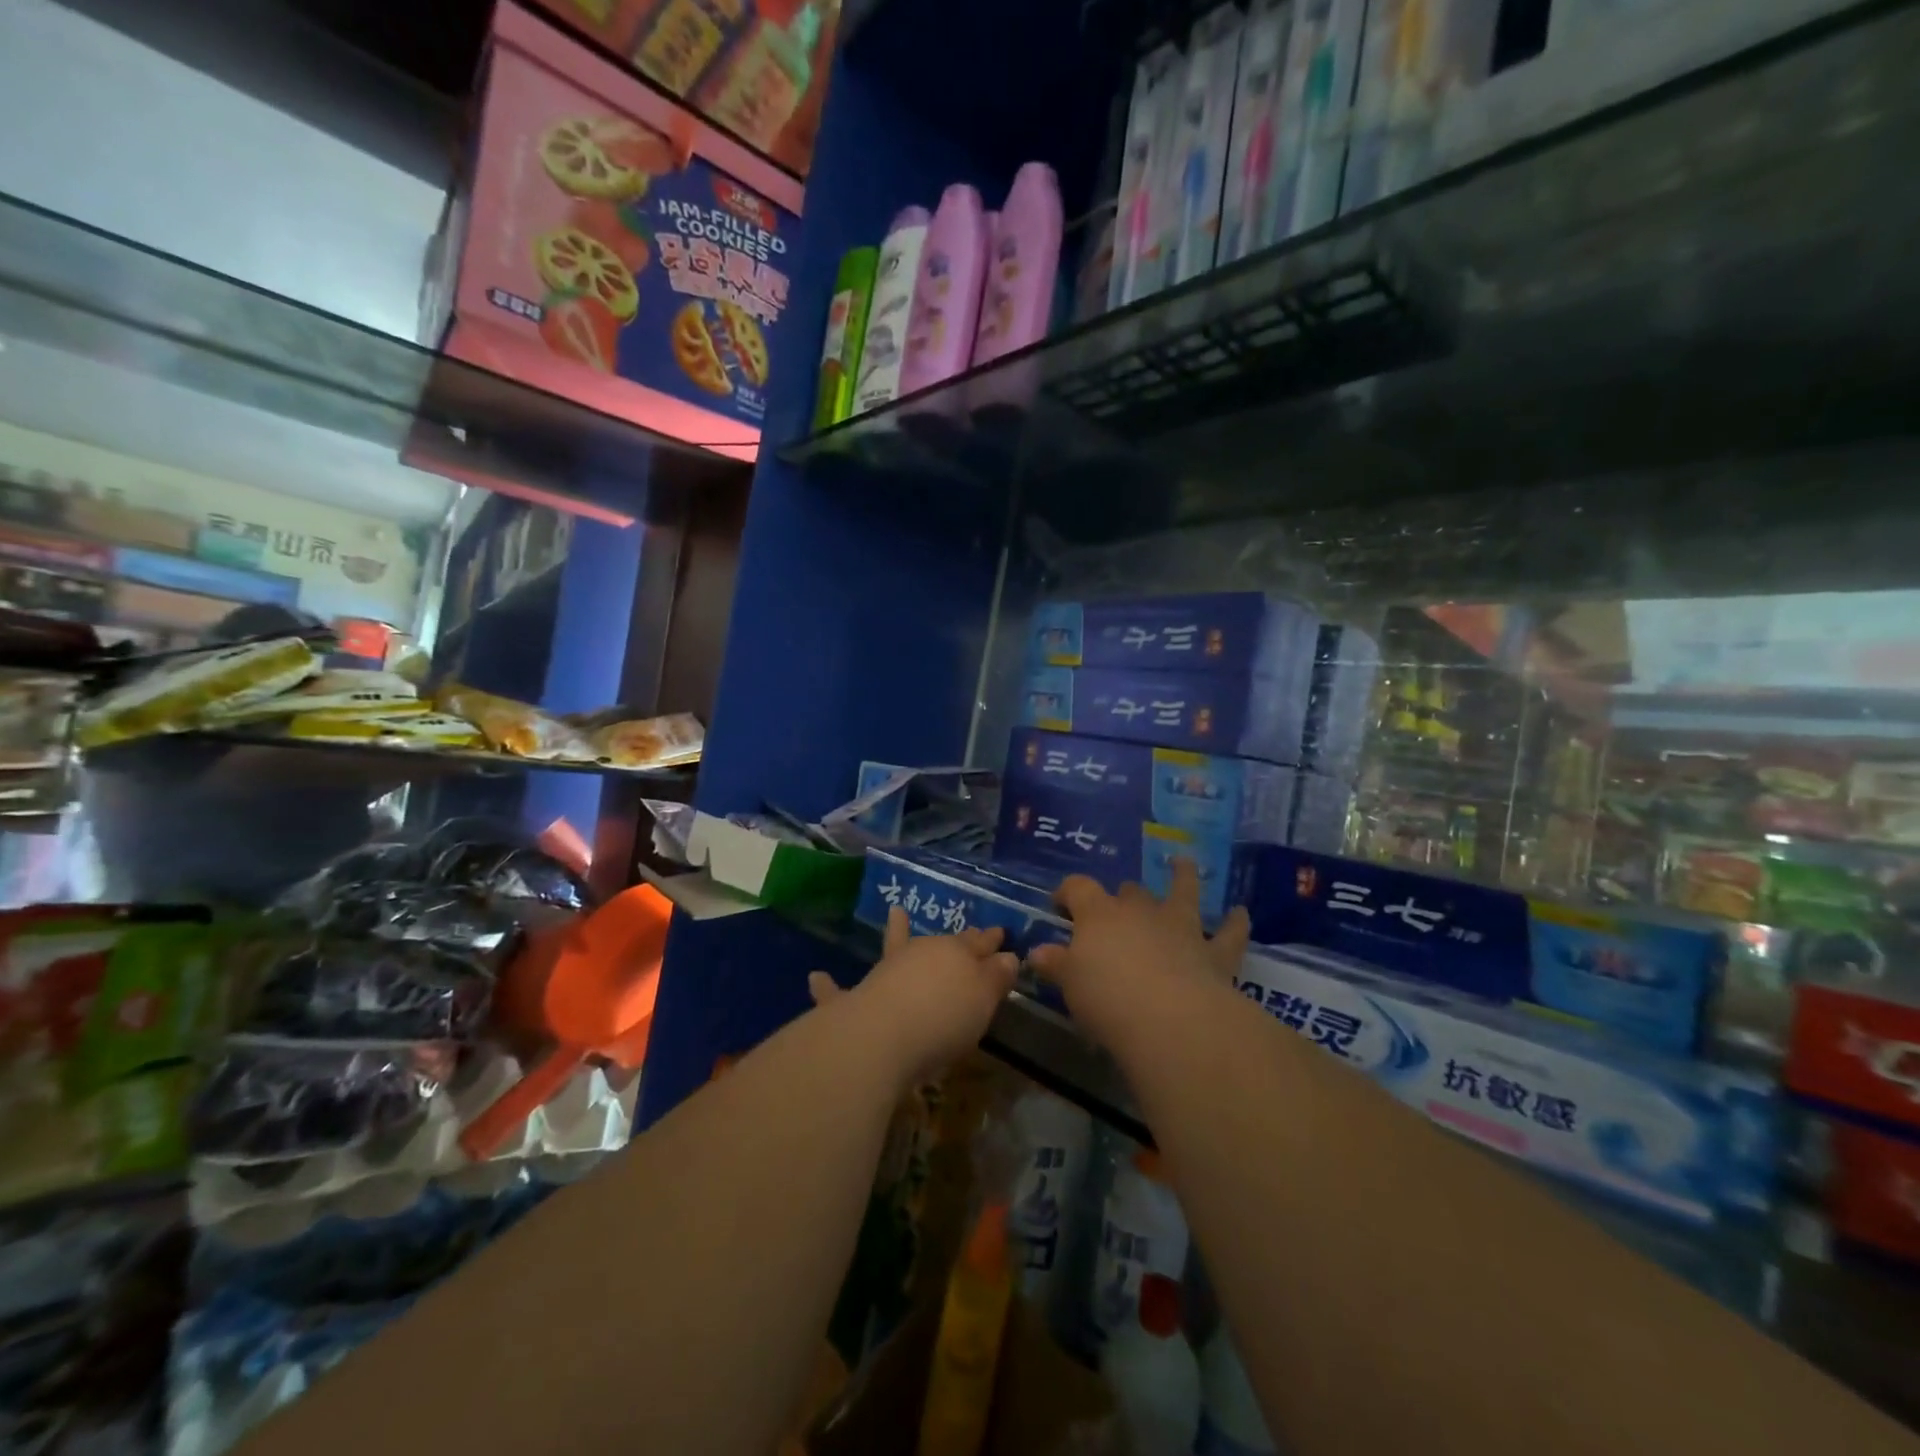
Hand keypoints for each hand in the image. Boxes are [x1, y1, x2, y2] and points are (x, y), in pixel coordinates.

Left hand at [808, 909, 1018, 1086]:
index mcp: (954, 953)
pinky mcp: (854, 1001)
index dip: (990, 940)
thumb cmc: (944, 1018)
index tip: (1000, 932)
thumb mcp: (983, 1000)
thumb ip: (995, 978)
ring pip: (893, 949)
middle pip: (940, 944)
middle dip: (956, 940)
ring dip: (896, 934)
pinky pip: (838, 992)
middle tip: (967, 933)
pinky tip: (816, 977)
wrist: (883, 1035)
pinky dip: (829, 986)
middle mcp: (917, 955)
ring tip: (896, 914)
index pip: (977, 942)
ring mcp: (883, 974)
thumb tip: (1008, 957)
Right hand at [1028, 860, 1249, 1053]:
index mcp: (1100, 915)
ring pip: (1183, 892)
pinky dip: (1235, 922)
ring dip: (1183, 877)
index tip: (1060, 904)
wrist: (1172, 1021)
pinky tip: (1241, 913)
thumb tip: (1037, 953)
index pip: (1078, 888)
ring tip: (1183, 863)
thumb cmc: (1108, 999)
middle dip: (1123, 895)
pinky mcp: (1214, 953)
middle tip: (1118, 908)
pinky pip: (1228, 932)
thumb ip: (1056, 965)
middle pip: (1130, 892)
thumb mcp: (1070, 985)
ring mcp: (1181, 928)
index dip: (1068, 891)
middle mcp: (1141, 912)